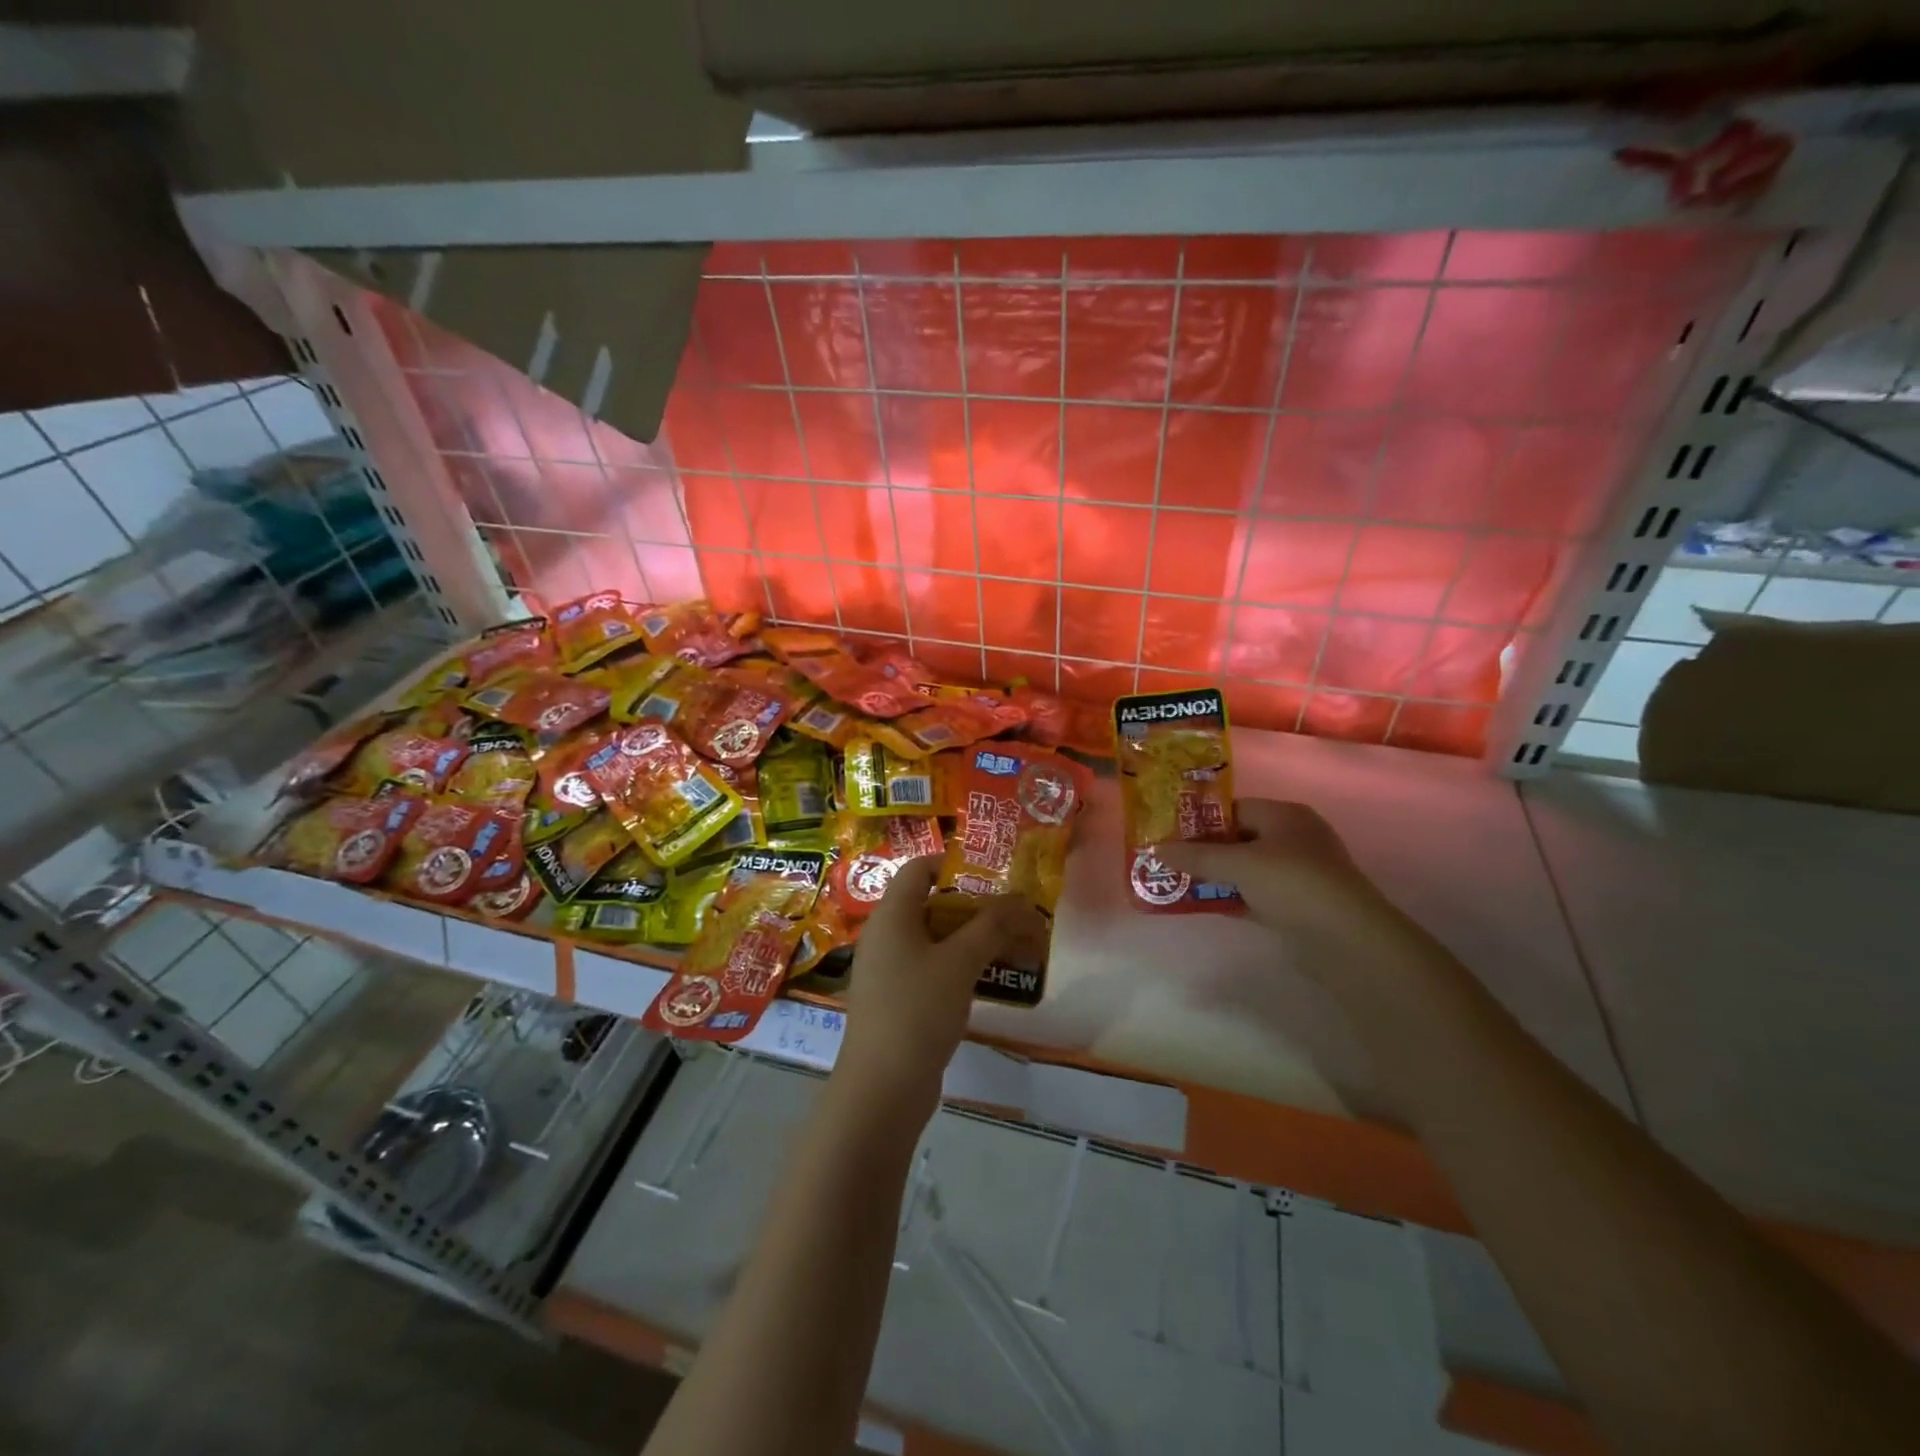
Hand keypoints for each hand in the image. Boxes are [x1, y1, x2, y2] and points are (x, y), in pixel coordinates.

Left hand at [836, 857, 1044, 1112]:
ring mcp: (889, 969)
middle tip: (1015, 915)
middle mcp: (886, 935)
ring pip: (936, 938)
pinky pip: (932, 967)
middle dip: (976, 907)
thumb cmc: (918, 1010)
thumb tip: (1021, 901)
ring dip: (974, 939)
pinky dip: (961, 966)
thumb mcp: (960, 962)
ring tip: (1014, 947)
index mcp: (891, 915)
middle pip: (932, 903)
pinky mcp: (898, 999)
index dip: (955, 865)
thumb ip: (992, 926)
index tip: (994, 878)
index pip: (919, 868)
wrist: (882, 1089)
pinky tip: (991, 979)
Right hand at [1155, 798, 1398, 953]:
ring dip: (1215, 876)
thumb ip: (1196, 856)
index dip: (1200, 820)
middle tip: (1168, 858)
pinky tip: (1204, 904)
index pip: (1234, 808)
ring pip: (1245, 868)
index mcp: (1285, 815)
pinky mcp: (1298, 904)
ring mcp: (1298, 873)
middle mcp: (1294, 838)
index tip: (1168, 832)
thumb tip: (1155, 850)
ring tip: (1178, 882)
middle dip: (1204, 850)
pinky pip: (1254, 893)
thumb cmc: (1291, 883)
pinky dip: (1232, 897)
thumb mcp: (1237, 864)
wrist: (1345, 939)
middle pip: (1238, 838)